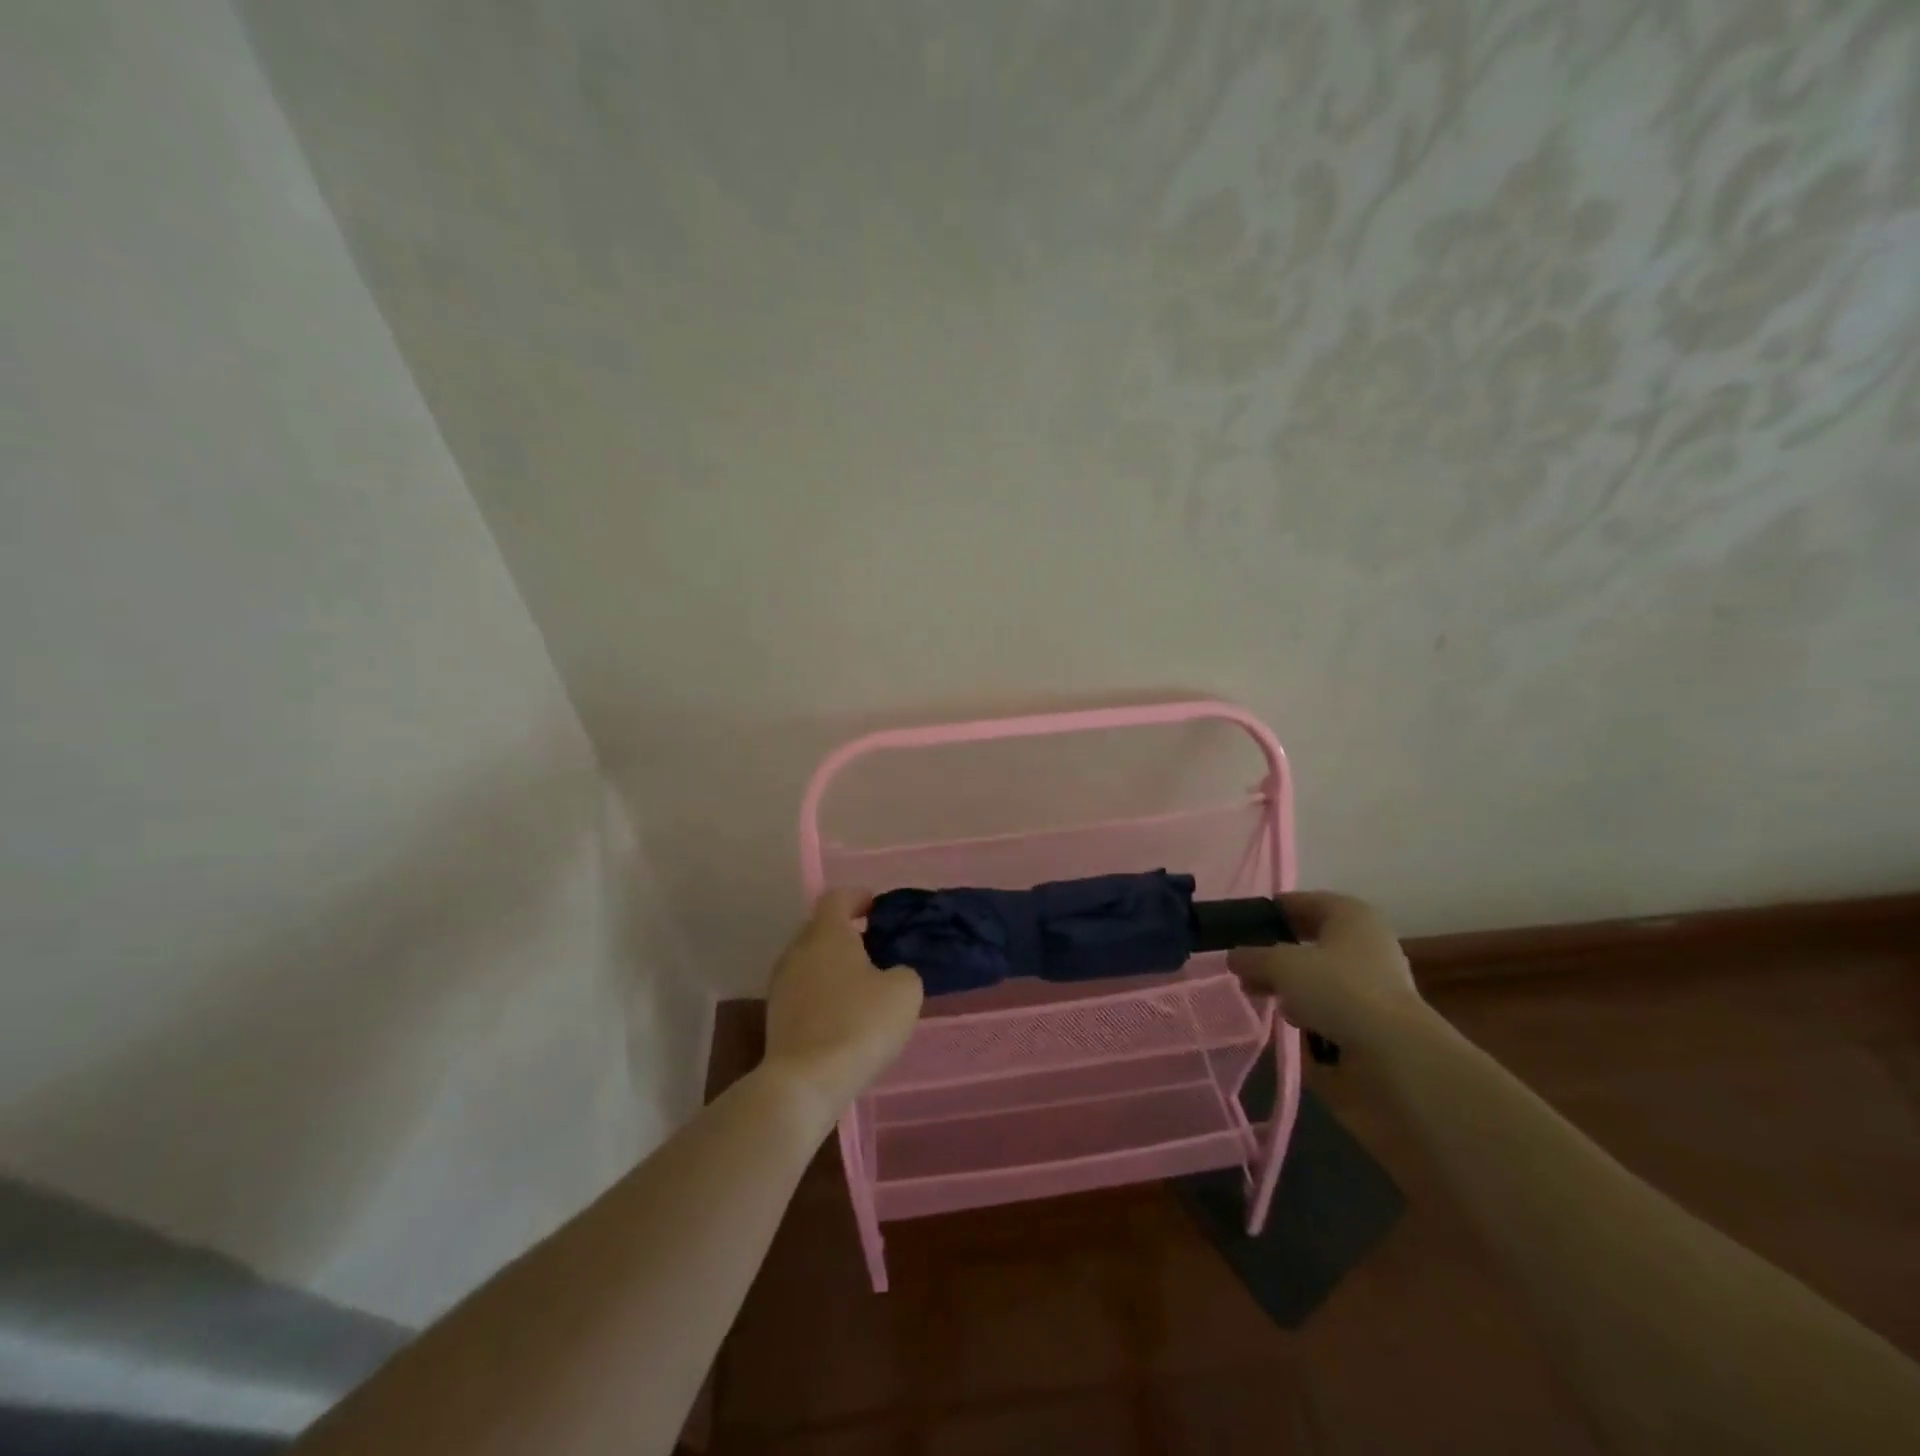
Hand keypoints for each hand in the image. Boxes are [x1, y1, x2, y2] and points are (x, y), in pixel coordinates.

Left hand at [762, 890, 923, 1127]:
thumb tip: (892, 974)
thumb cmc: (859, 1024)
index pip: (837, 897)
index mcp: (826, 933)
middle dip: (846, 932)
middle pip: (821, 928)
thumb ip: (903, 970)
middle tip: (875, 946)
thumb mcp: (904, 991)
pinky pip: (804, 989)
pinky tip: (844, 1012)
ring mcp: (781, 984)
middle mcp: (798, 950)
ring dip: (834, 964)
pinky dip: (823, 991)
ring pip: (811, 960)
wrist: (806, 1081)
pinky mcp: (776, 1016)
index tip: (877, 908)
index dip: (858, 897)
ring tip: (862, 983)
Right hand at [1228, 892, 1424, 1046]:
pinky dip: (1311, 1005)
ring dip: (1292, 981)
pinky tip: (1291, 1018)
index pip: (1303, 901)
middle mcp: (1367, 939)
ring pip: (1321, 971)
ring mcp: (1376, 978)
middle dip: (1277, 950)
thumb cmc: (1337, 990)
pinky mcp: (1377, 1014)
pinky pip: (1334, 1000)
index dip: (1271, 911)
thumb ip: (1252, 957)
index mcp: (1350, 913)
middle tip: (1246, 963)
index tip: (1243, 925)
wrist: (1396, 1053)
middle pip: (1311, 937)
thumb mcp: (1281, 966)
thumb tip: (1234, 957)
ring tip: (1259, 993)